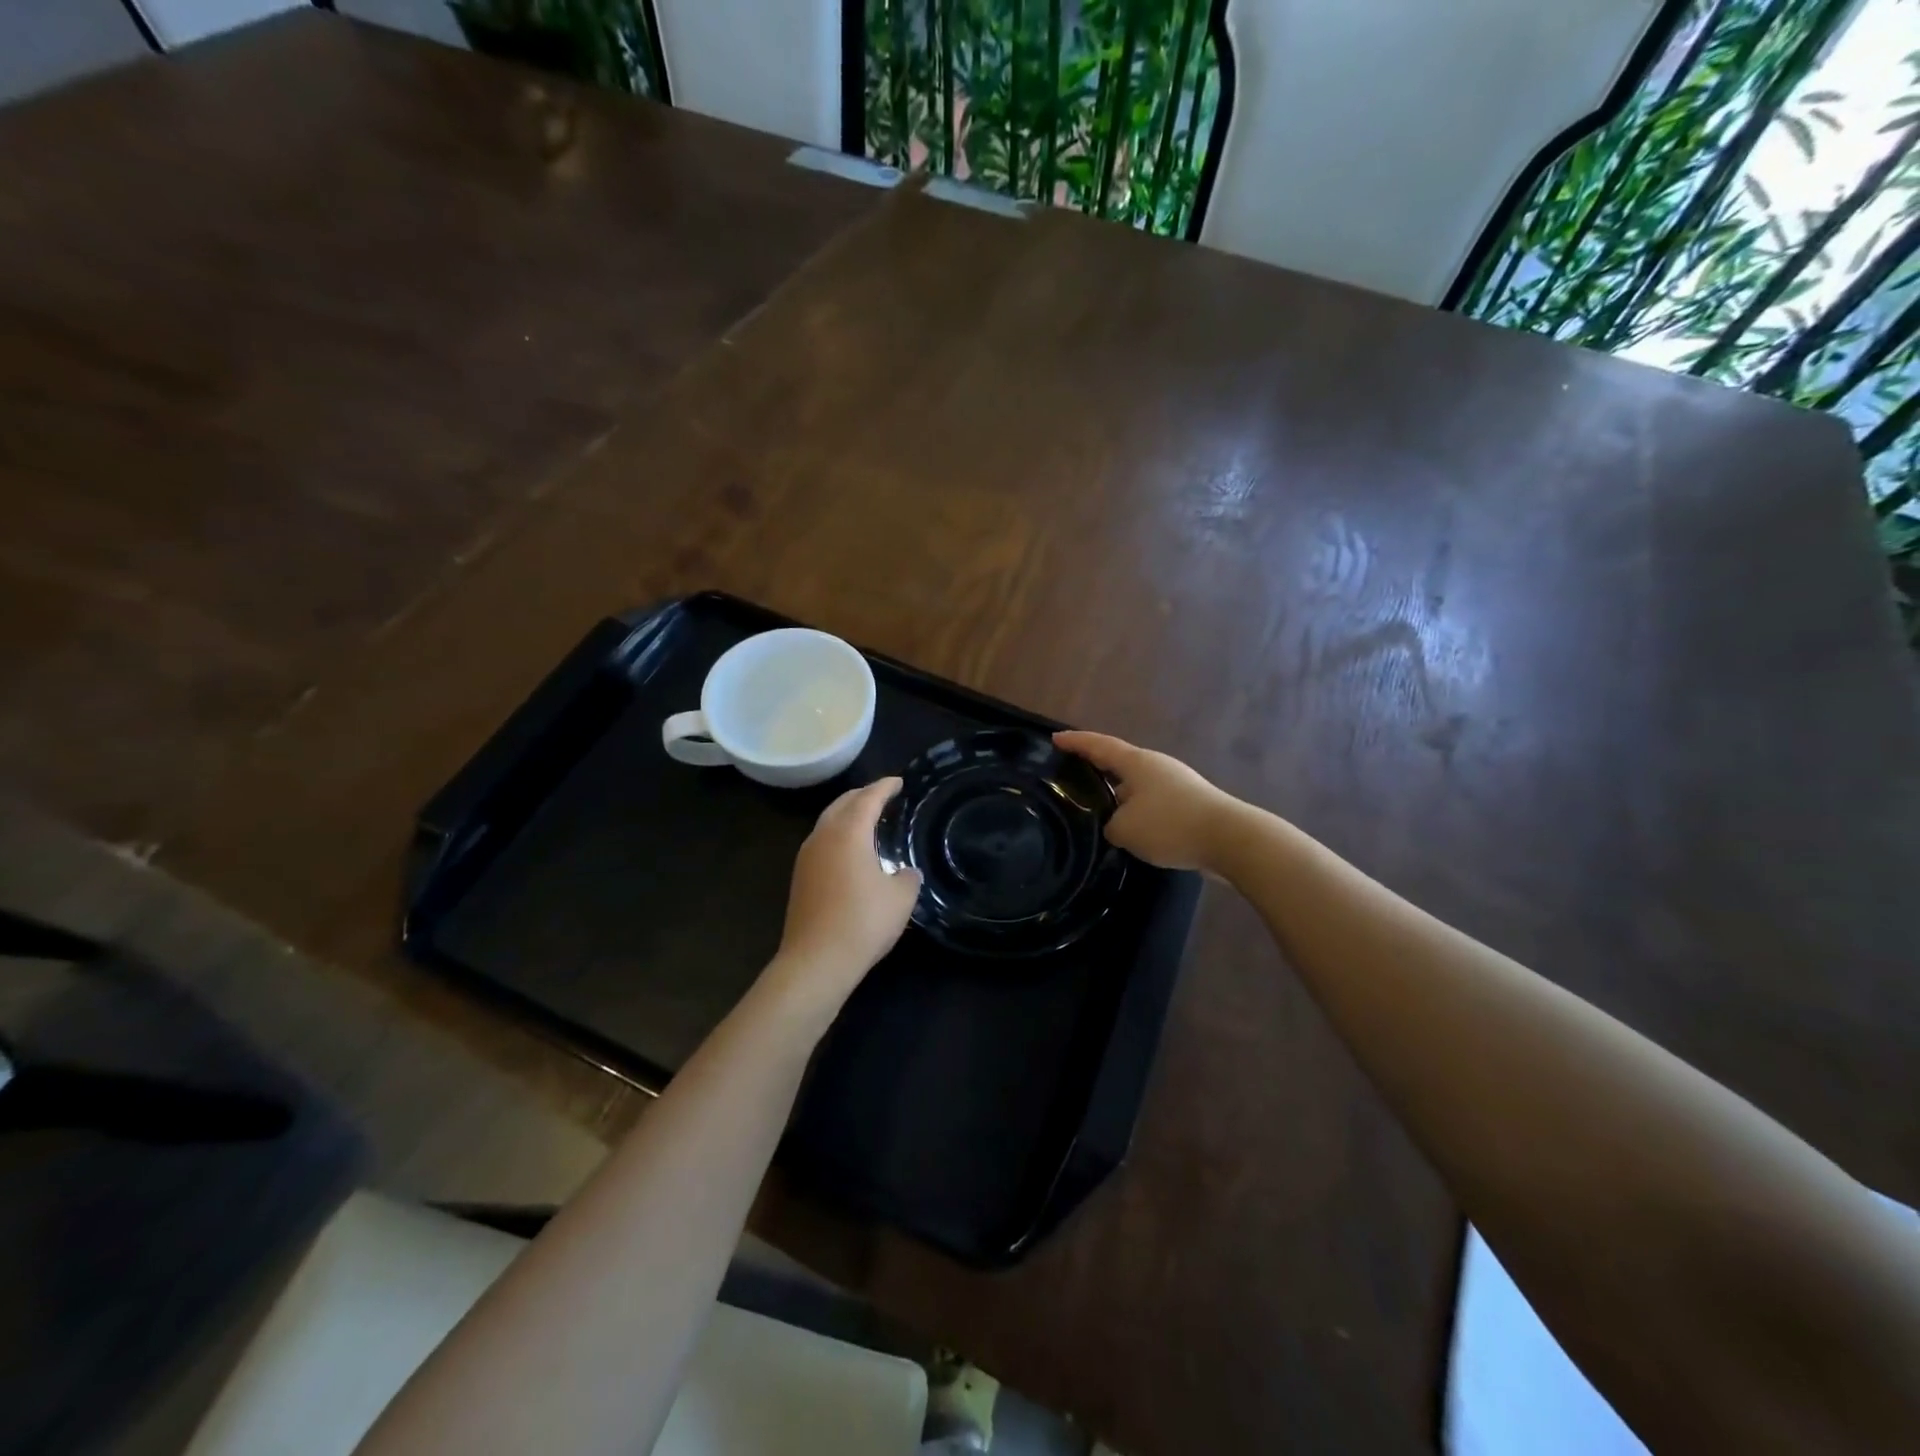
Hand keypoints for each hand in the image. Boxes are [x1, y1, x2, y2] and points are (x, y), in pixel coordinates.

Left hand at [771, 778, 921, 1004]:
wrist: (816, 961)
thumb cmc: (863, 922)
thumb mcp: (900, 898)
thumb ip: (907, 877)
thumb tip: (905, 872)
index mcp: (848, 833)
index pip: (868, 798)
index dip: (885, 787)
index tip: (898, 782)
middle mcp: (823, 836)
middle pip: (842, 804)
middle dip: (862, 796)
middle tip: (883, 796)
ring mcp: (807, 857)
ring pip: (827, 822)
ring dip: (847, 815)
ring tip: (868, 820)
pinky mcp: (800, 877)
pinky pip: (822, 842)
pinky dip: (838, 835)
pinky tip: (851, 851)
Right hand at [1053, 731, 1237, 871]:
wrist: (1230, 840)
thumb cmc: (1170, 825)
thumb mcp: (1124, 829)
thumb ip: (1110, 825)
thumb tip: (1116, 825)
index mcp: (1136, 762)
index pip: (1098, 745)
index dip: (1076, 742)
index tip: (1055, 738)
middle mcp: (1155, 766)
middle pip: (1117, 763)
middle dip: (1095, 768)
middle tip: (1071, 776)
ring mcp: (1175, 784)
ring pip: (1135, 786)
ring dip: (1116, 795)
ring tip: (1097, 809)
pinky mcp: (1188, 804)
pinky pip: (1151, 803)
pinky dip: (1135, 811)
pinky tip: (1129, 829)